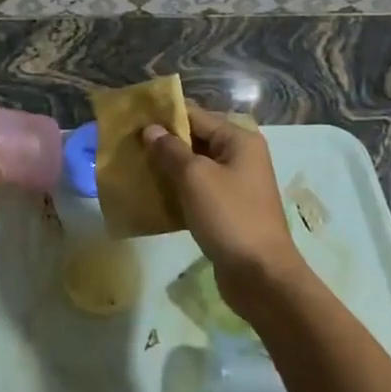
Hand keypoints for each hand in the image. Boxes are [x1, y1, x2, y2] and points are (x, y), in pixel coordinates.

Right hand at [142, 105, 305, 317]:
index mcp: (238, 139)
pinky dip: (178, 190)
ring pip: (195, 167)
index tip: (132, 120)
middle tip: (129, 146)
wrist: (261, 276)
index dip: (164, 116)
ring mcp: (236, 184)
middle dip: (163, 142)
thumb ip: (170, 150)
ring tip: (135, 169)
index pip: (195, 115)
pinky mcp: (228, 209)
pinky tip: (153, 196)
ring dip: (168, 168)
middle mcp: (240, 156)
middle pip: (195, 139)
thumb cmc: (229, 217)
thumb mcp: (195, 178)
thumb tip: (151, 129)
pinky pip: (198, 190)